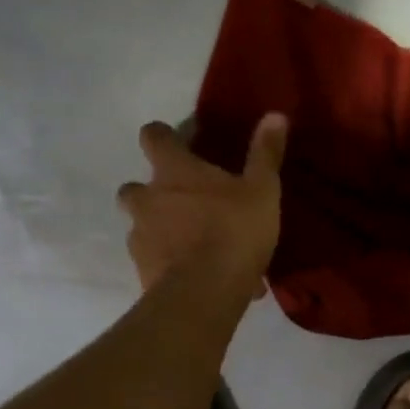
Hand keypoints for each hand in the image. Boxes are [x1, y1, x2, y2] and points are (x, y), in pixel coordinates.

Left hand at [118, 114, 287, 295]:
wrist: (203, 294)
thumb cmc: (233, 231)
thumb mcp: (261, 191)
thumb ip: (265, 154)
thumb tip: (275, 115)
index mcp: (172, 171)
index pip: (153, 136)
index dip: (163, 137)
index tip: (179, 144)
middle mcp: (147, 199)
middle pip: (134, 188)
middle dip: (152, 193)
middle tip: (182, 204)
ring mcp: (139, 238)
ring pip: (142, 228)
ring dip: (161, 232)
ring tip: (194, 248)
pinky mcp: (142, 272)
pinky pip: (157, 263)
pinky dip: (172, 266)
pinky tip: (201, 279)